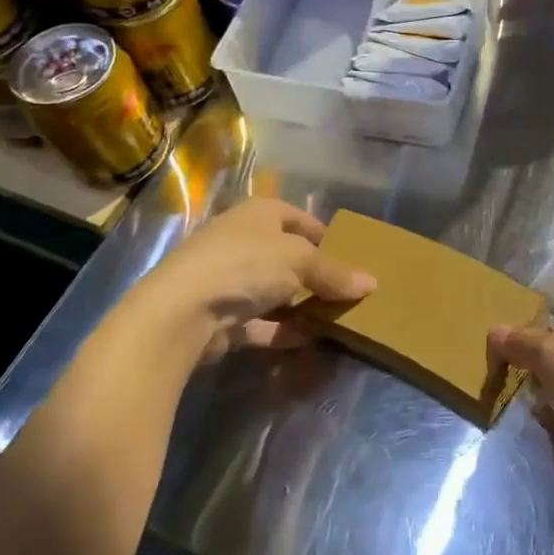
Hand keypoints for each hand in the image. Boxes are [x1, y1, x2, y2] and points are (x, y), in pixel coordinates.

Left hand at [129, 198, 375, 365]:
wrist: (181, 312)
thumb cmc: (246, 265)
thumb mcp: (300, 262)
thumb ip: (335, 273)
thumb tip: (371, 283)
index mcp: (259, 213)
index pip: (299, 218)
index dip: (326, 236)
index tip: (351, 257)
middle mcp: (242, 240)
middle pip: (288, 256)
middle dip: (316, 275)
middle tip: (346, 292)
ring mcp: (229, 279)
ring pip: (275, 290)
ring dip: (301, 305)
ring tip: (335, 320)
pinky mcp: (221, 316)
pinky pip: (261, 321)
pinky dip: (283, 330)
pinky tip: (309, 341)